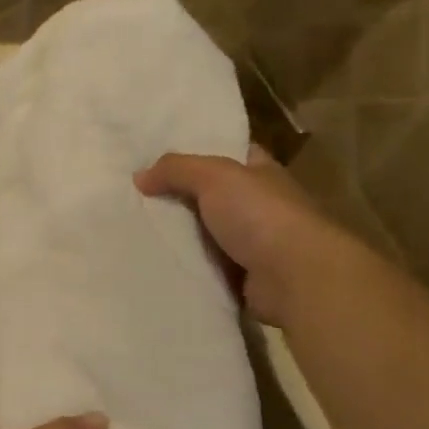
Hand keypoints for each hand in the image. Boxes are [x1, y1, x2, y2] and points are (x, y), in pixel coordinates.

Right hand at [134, 148, 322, 324]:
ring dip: (178, 237)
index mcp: (260, 173)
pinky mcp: (243, 278)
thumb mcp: (214, 176)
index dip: (197, 151)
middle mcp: (259, 206)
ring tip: (135, 232)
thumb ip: (176, 169)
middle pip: (210, 196)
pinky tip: (154, 264)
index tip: (159, 157)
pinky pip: (206, 268)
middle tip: (134, 197)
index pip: (228, 154)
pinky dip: (186, 268)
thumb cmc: (260, 215)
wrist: (295, 277)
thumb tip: (140, 176)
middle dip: (178, 198)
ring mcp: (253, 244)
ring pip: (205, 235)